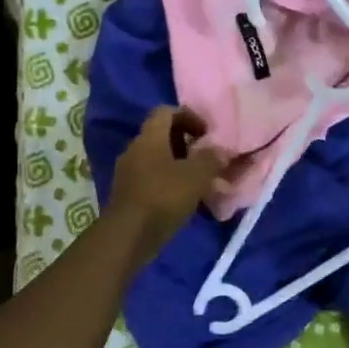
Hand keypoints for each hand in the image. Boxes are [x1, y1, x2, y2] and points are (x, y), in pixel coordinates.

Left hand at [106, 107, 227, 262]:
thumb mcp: (195, 176)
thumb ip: (211, 159)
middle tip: (206, 158)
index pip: (166, 112)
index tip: (207, 134)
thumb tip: (221, 150)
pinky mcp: (127, 193)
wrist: (128, 236)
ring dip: (178, 165)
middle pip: (161, 135)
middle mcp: (135, 149)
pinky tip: (183, 199)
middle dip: (186, 143)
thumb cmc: (163, 198)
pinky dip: (168, 182)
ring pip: (157, 159)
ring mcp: (128, 172)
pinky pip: (151, 178)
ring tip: (199, 181)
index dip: (189, 117)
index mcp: (149, 137)